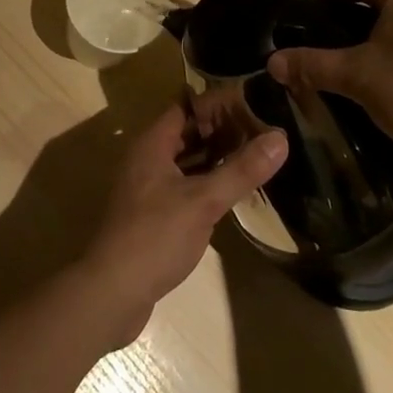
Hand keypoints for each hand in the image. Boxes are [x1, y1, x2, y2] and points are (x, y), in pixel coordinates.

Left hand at [78, 103, 287, 347]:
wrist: (112, 292)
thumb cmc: (155, 235)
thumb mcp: (203, 201)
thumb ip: (241, 170)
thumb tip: (281, 137)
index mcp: (153, 144)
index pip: (187, 106)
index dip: (217, 101)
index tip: (251, 99)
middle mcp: (147, 158)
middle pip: (187, 132)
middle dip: (221, 128)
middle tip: (260, 127)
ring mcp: (148, 187)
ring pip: (186, 160)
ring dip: (215, 156)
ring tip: (253, 153)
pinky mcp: (152, 214)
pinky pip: (184, 184)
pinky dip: (206, 181)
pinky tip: (231, 190)